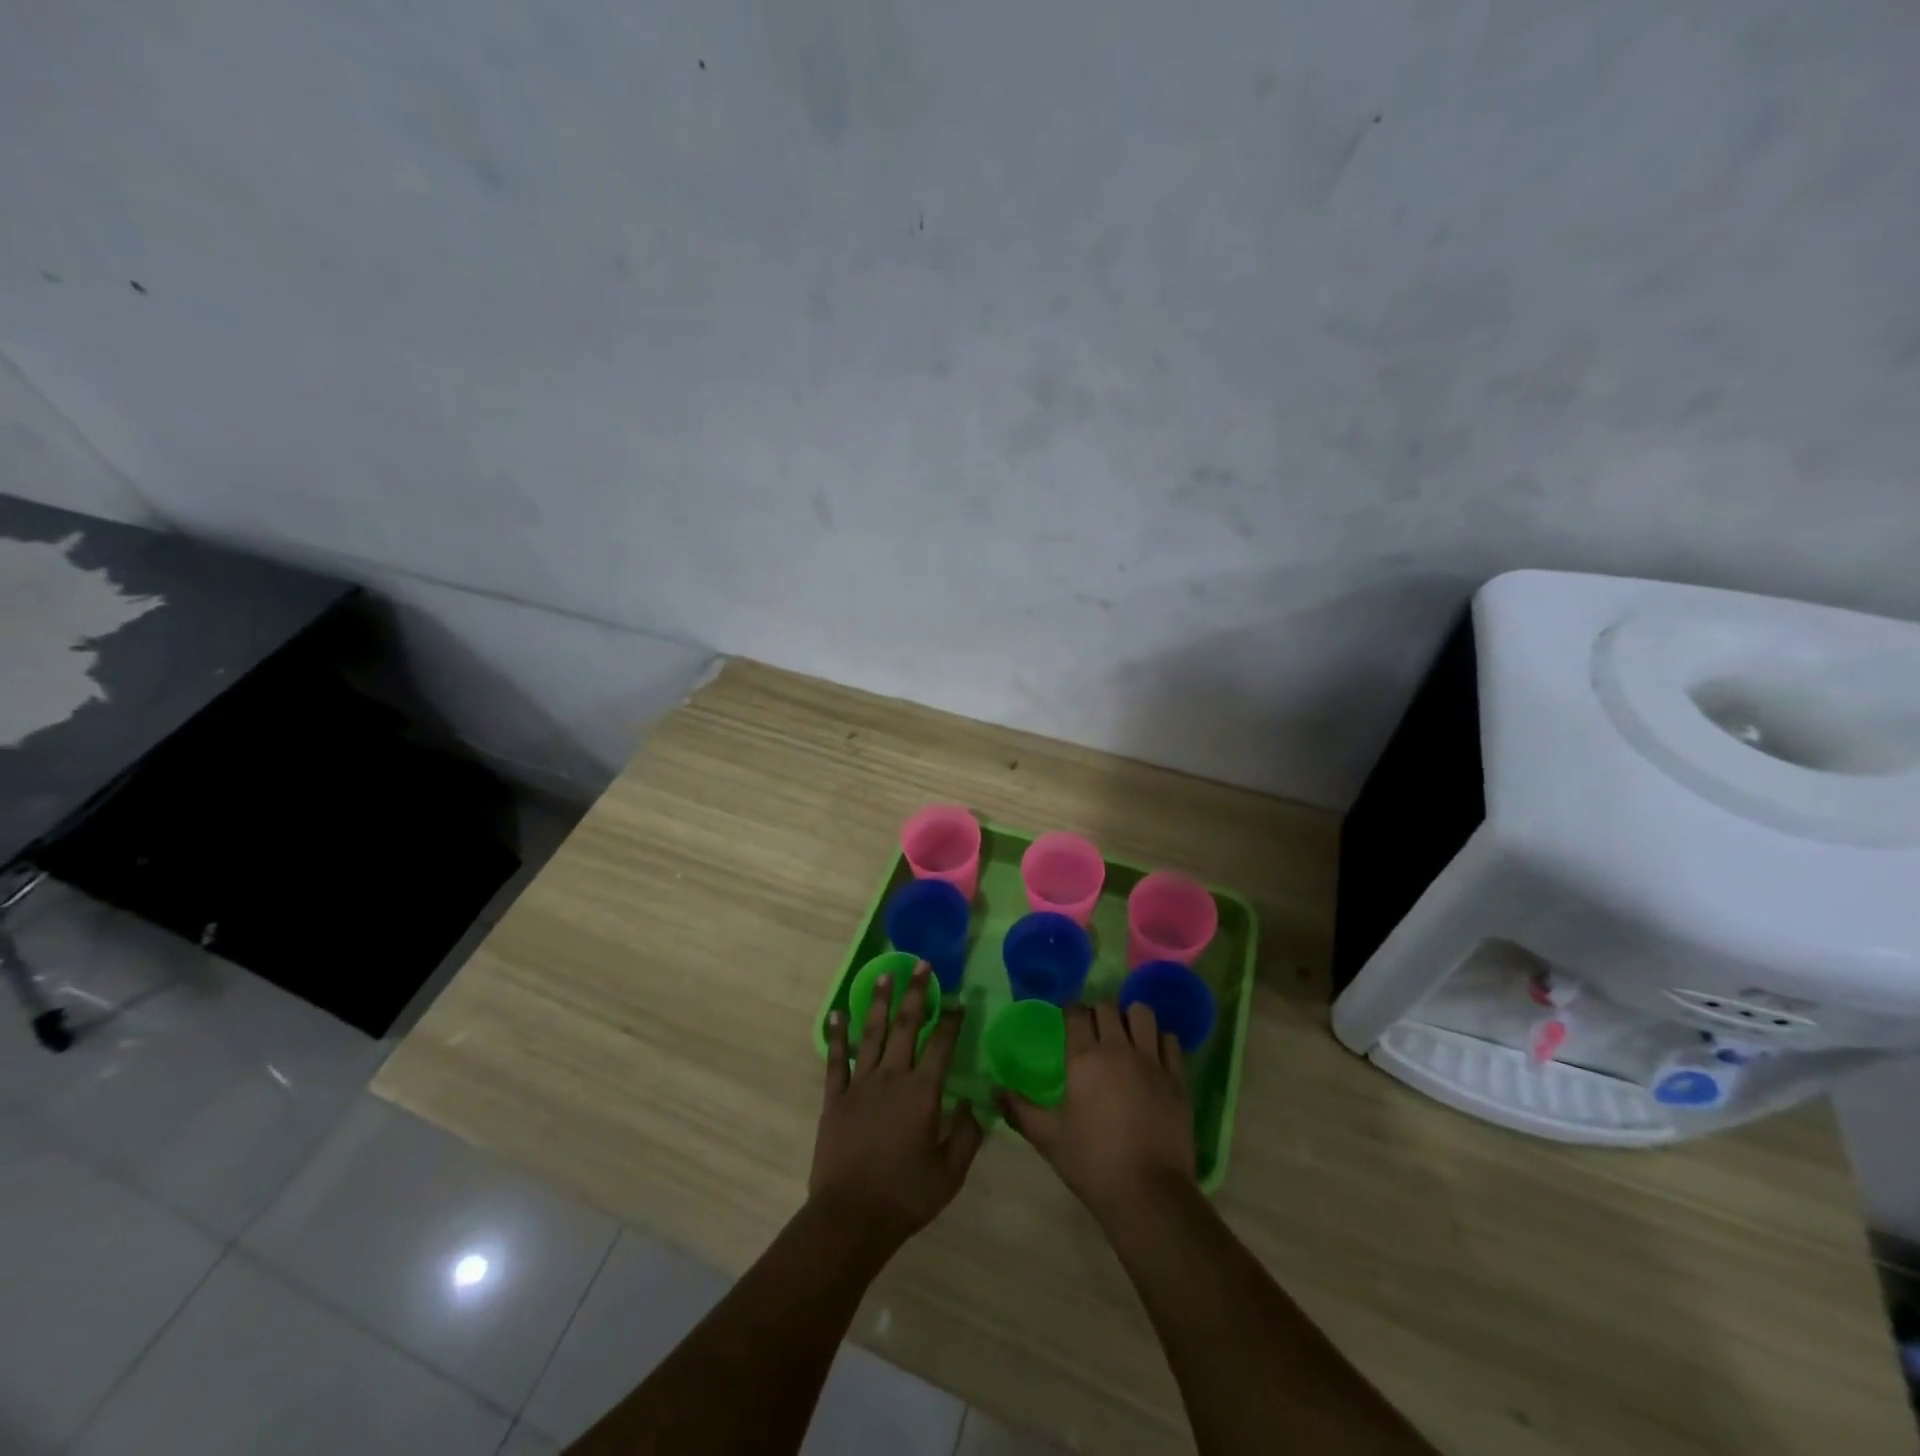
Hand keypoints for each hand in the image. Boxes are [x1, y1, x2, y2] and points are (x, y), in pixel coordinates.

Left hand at [812, 962, 982, 1248]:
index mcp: (923, 1093)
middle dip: (916, 993)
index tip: (958, 1000)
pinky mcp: (835, 1098)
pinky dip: (837, 1035)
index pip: (941, 1045)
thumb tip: (975, 1107)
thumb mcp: (950, 1174)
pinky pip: (836, 1059)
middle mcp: (892, 1077)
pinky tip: (837, 1013)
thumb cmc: (905, 1196)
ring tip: (884, 974)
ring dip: (878, 1001)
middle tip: (922, 965)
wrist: (850, 1218)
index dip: (951, 1020)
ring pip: (871, 1033)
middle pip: (905, 1026)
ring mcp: (860, 1085)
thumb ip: (967, 1137)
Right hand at [1001, 1001, 1195, 1220]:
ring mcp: (1152, 1061)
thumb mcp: (1048, 1138)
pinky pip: (1170, 1040)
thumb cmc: (1092, 1163)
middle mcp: (1118, 1049)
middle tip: (1094, 1030)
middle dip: (1098, 1011)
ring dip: (1131, 1017)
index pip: (1076, 1012)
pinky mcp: (1177, 1078)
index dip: (1070, 1012)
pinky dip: (1160, 1039)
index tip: (1067, 1021)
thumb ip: (1019, 1109)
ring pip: (1143, 1013)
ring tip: (1126, 1035)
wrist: (1148, 1193)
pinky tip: (1153, 1054)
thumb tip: (994, 1090)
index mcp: (1084, 1058)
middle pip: (1108, 1007)